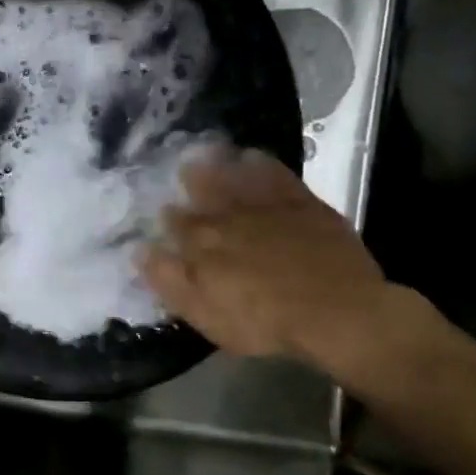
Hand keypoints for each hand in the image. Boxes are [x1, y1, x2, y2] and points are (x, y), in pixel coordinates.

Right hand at [140, 147, 398, 375]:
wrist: (336, 312)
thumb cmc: (264, 321)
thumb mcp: (204, 314)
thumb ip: (169, 280)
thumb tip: (139, 250)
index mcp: (201, 245)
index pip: (175, 224)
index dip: (167, 218)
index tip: (163, 213)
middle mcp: (227, 217)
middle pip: (202, 192)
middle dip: (190, 180)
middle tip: (184, 168)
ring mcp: (265, 207)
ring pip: (234, 176)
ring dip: (219, 164)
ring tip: (209, 152)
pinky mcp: (301, 203)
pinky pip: (274, 174)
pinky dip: (260, 163)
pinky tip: (253, 157)